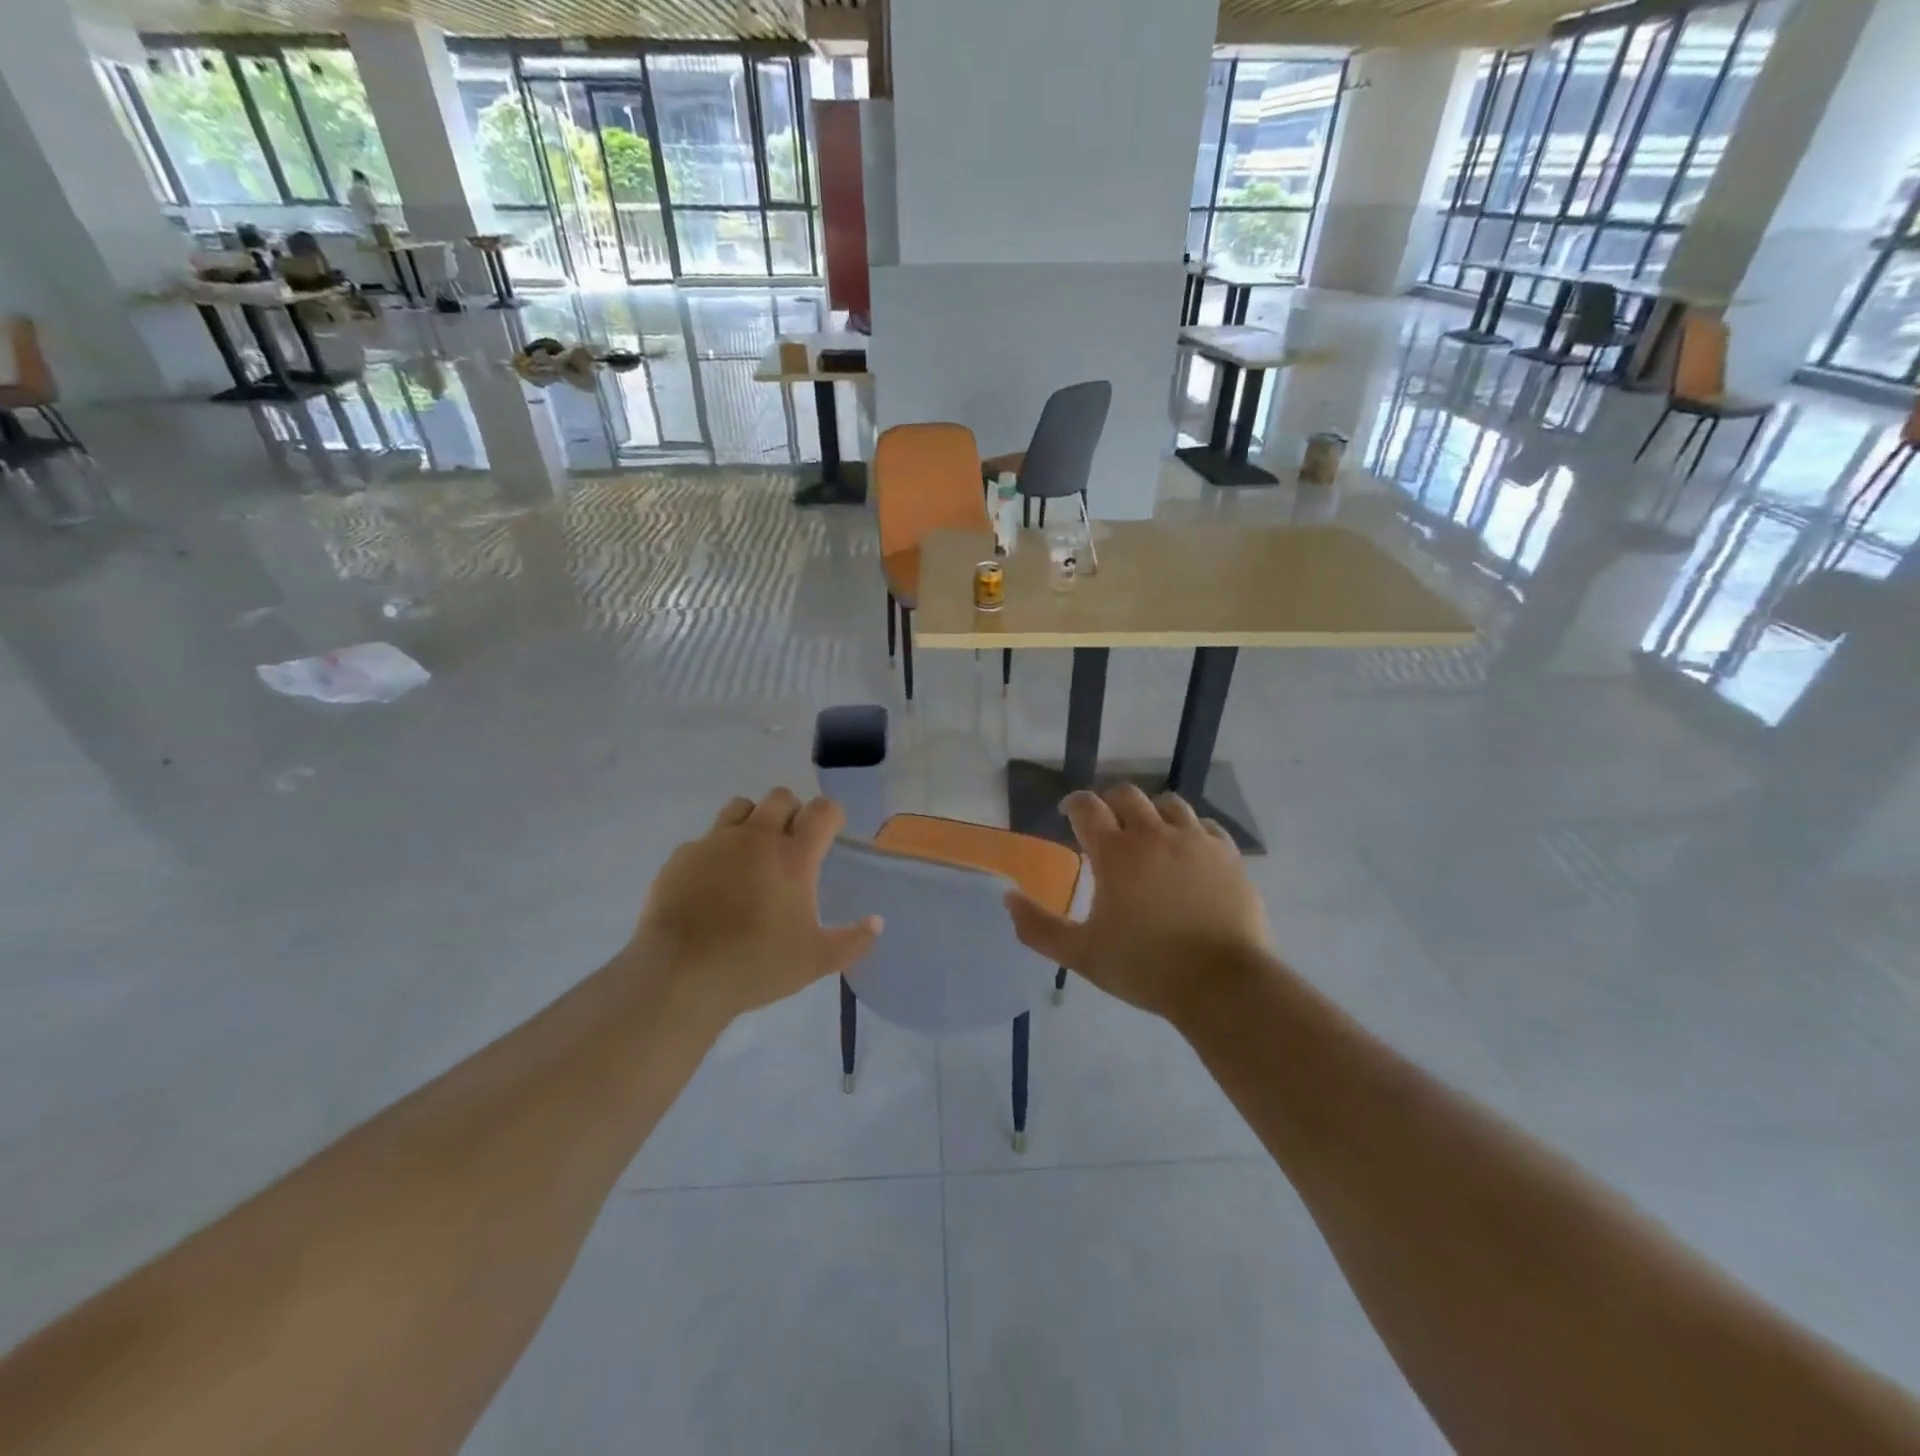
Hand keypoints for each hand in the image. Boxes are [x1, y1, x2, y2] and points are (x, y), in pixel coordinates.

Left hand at [630, 789, 881, 1020]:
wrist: (680, 974)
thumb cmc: (756, 964)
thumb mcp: (816, 961)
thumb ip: (853, 940)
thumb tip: (877, 922)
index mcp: (794, 856)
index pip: (822, 811)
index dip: (831, 815)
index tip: (832, 831)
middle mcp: (756, 837)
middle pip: (781, 797)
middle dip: (792, 811)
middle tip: (792, 843)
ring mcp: (715, 842)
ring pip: (740, 806)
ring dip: (753, 820)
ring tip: (752, 853)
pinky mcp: (682, 856)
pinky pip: (705, 838)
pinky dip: (716, 850)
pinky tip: (713, 882)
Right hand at [1004, 784, 1268, 1018]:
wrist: (1222, 984)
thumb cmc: (1145, 967)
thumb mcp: (1081, 954)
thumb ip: (1038, 926)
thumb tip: (1008, 898)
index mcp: (1115, 852)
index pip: (1087, 806)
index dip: (1074, 804)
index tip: (1068, 813)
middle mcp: (1154, 834)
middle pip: (1127, 795)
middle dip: (1110, 804)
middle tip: (1106, 825)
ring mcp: (1195, 841)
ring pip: (1169, 803)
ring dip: (1152, 812)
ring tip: (1149, 833)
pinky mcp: (1228, 855)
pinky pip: (1206, 825)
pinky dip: (1190, 829)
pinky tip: (1188, 849)